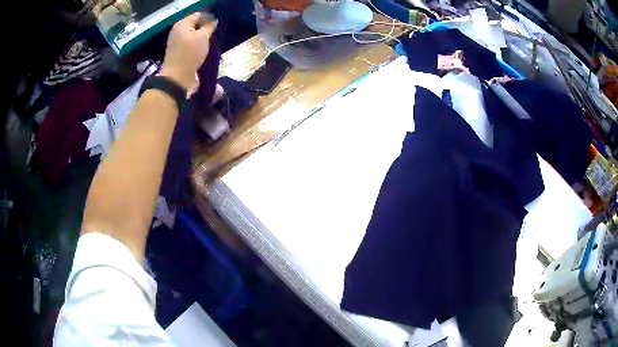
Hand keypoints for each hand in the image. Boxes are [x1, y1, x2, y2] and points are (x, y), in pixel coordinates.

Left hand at [160, 13, 217, 90]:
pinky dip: (197, 46)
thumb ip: (209, 26)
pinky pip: (190, 45)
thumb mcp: (203, 37)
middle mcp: (178, 31)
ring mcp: (177, 43)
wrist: (177, 78)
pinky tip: (203, 50)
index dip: (209, 19)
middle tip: (214, 35)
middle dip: (205, 29)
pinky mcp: (178, 53)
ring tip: (210, 43)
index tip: (216, 27)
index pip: (198, 15)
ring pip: (193, 36)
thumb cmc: (190, 54)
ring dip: (202, 38)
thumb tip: (213, 20)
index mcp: (182, 25)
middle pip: (195, 25)